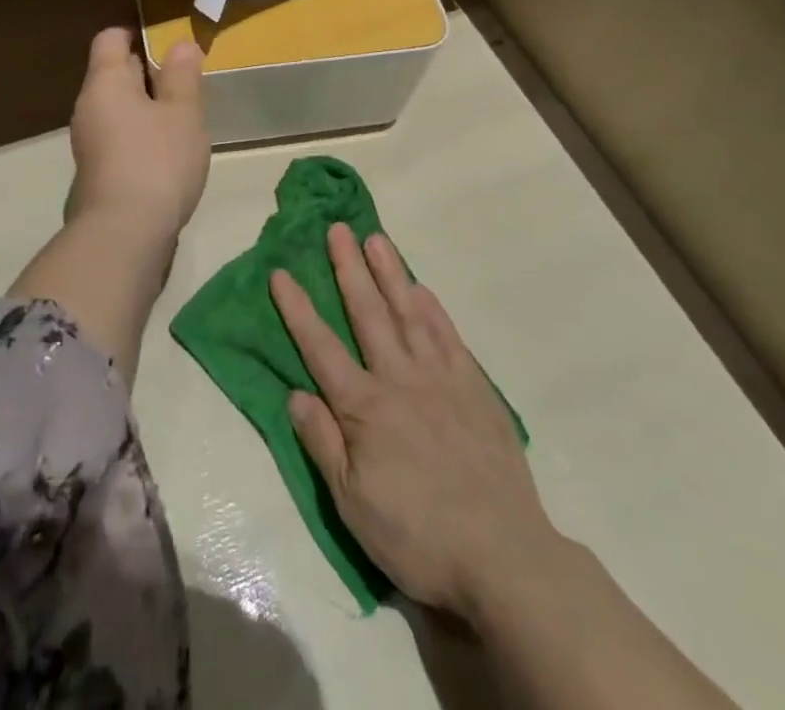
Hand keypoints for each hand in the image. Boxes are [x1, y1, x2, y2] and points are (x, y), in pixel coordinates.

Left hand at [66, 27, 208, 240]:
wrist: (123, 235)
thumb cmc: (157, 161)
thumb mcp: (182, 113)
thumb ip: (182, 76)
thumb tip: (180, 44)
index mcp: (105, 82)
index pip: (110, 40)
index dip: (136, 34)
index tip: (168, 44)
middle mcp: (88, 107)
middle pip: (114, 73)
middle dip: (148, 73)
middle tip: (185, 82)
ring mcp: (88, 142)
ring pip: (118, 108)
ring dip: (146, 108)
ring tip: (182, 118)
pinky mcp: (97, 172)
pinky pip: (119, 137)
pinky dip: (140, 135)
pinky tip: (167, 153)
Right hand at [271, 225, 556, 619]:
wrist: (504, 556)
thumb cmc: (418, 535)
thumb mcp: (353, 503)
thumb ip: (322, 443)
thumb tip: (295, 393)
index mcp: (364, 407)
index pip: (320, 347)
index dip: (297, 309)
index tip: (280, 271)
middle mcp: (399, 379)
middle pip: (367, 313)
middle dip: (348, 268)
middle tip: (337, 228)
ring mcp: (441, 379)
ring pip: (409, 313)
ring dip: (390, 273)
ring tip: (376, 239)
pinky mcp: (475, 389)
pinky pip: (449, 337)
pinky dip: (433, 309)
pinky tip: (422, 289)